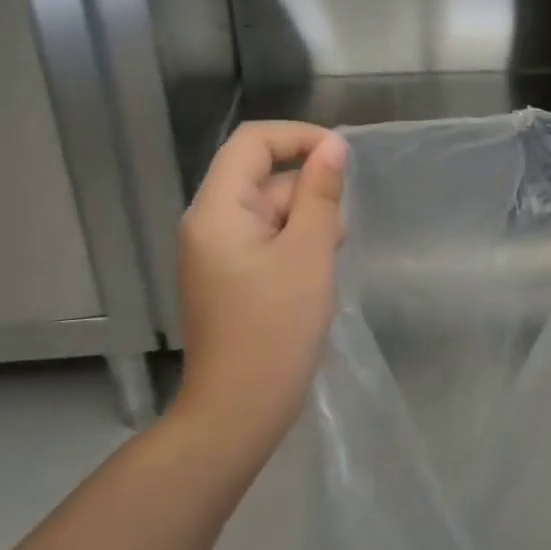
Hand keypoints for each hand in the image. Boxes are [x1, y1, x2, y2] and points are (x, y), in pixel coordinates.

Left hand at [175, 121, 347, 457]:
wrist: (237, 412)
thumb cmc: (275, 329)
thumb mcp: (310, 253)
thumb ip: (321, 193)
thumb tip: (332, 146)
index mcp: (217, 210)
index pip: (253, 142)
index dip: (299, 137)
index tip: (342, 157)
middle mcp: (208, 223)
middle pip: (263, 178)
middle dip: (308, 195)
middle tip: (336, 237)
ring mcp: (216, 253)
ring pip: (269, 212)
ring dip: (306, 225)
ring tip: (325, 266)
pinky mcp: (228, 278)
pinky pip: (265, 241)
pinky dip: (294, 248)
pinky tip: (313, 280)